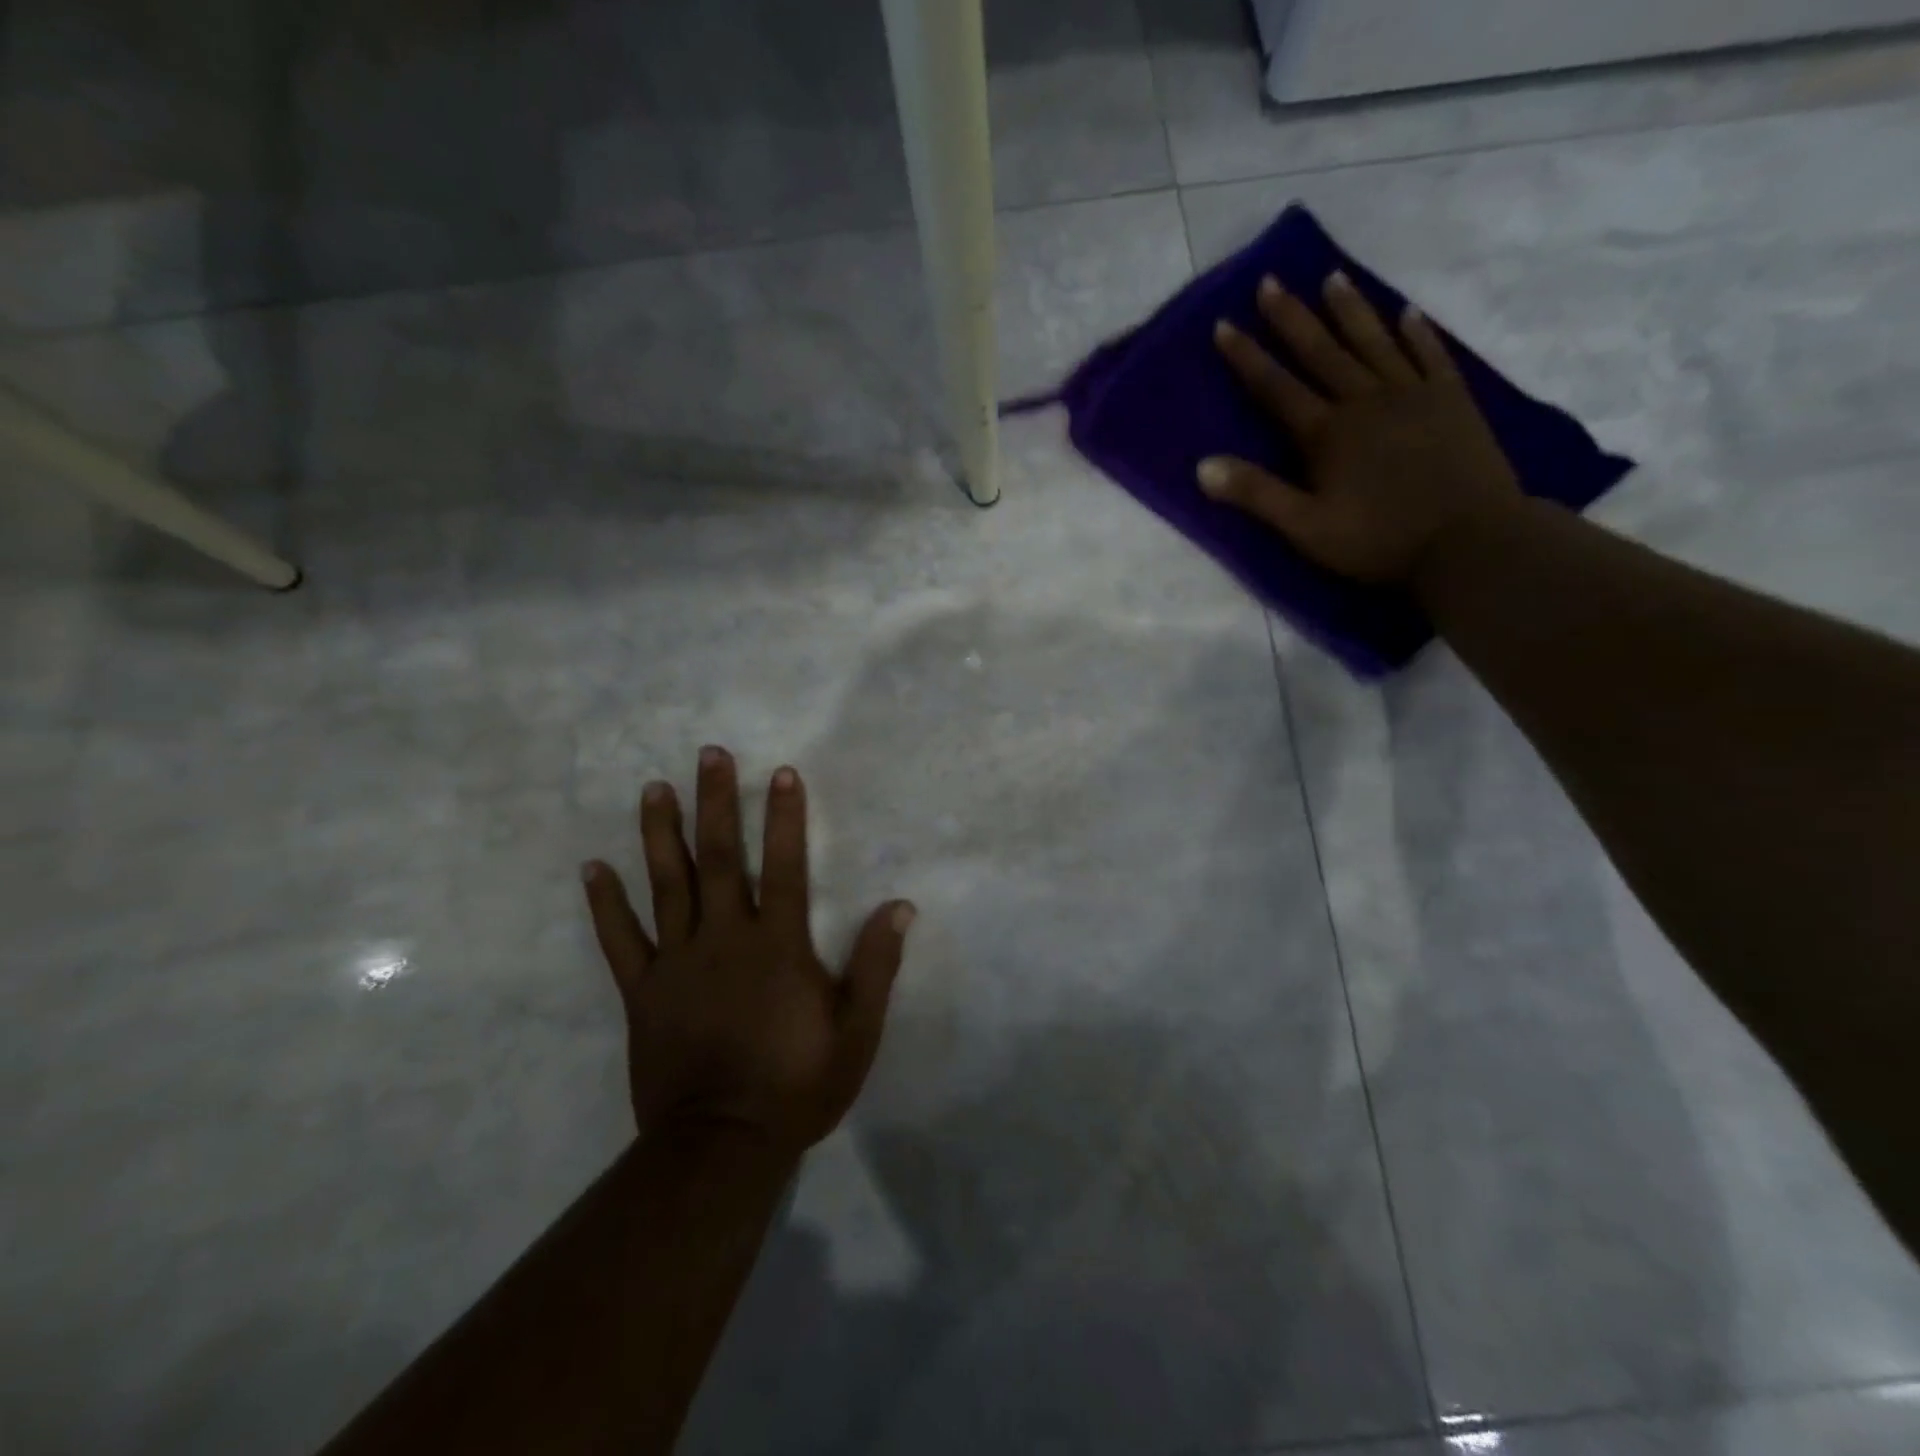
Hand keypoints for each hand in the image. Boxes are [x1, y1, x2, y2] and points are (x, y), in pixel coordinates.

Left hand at [581, 746, 914, 1158]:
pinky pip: (620, 940)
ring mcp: (678, 962)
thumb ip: (876, 965)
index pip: (784, 865)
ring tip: (654, 789)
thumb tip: (901, 906)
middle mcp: (725, 938)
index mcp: (777, 945)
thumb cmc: (797, 1084)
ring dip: (661, 833)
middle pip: (719, 858)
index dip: (785, 817)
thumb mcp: (856, 1031)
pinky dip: (605, 904)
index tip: (781, 772)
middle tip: (708, 754)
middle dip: (716, 802)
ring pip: (667, 885)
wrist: (722, 1144)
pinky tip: (592, 868)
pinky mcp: (643, 992)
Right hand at [1201, 271, 1520, 586]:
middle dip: (1292, 317)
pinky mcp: (1452, 400)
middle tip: (1271, 280)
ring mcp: (1413, 395)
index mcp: (1326, 434)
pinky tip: (1407, 313)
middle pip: (1322, 351)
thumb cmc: (1377, 541)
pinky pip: (1430, 355)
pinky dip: (1417, 332)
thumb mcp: (1305, 528)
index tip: (1224, 323)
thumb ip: (1256, 494)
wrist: (1469, 541)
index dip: (1247, 356)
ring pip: (1374, 342)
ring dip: (1350, 310)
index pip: (1275, 387)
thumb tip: (1201, 467)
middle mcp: (1365, 401)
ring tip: (1332, 277)